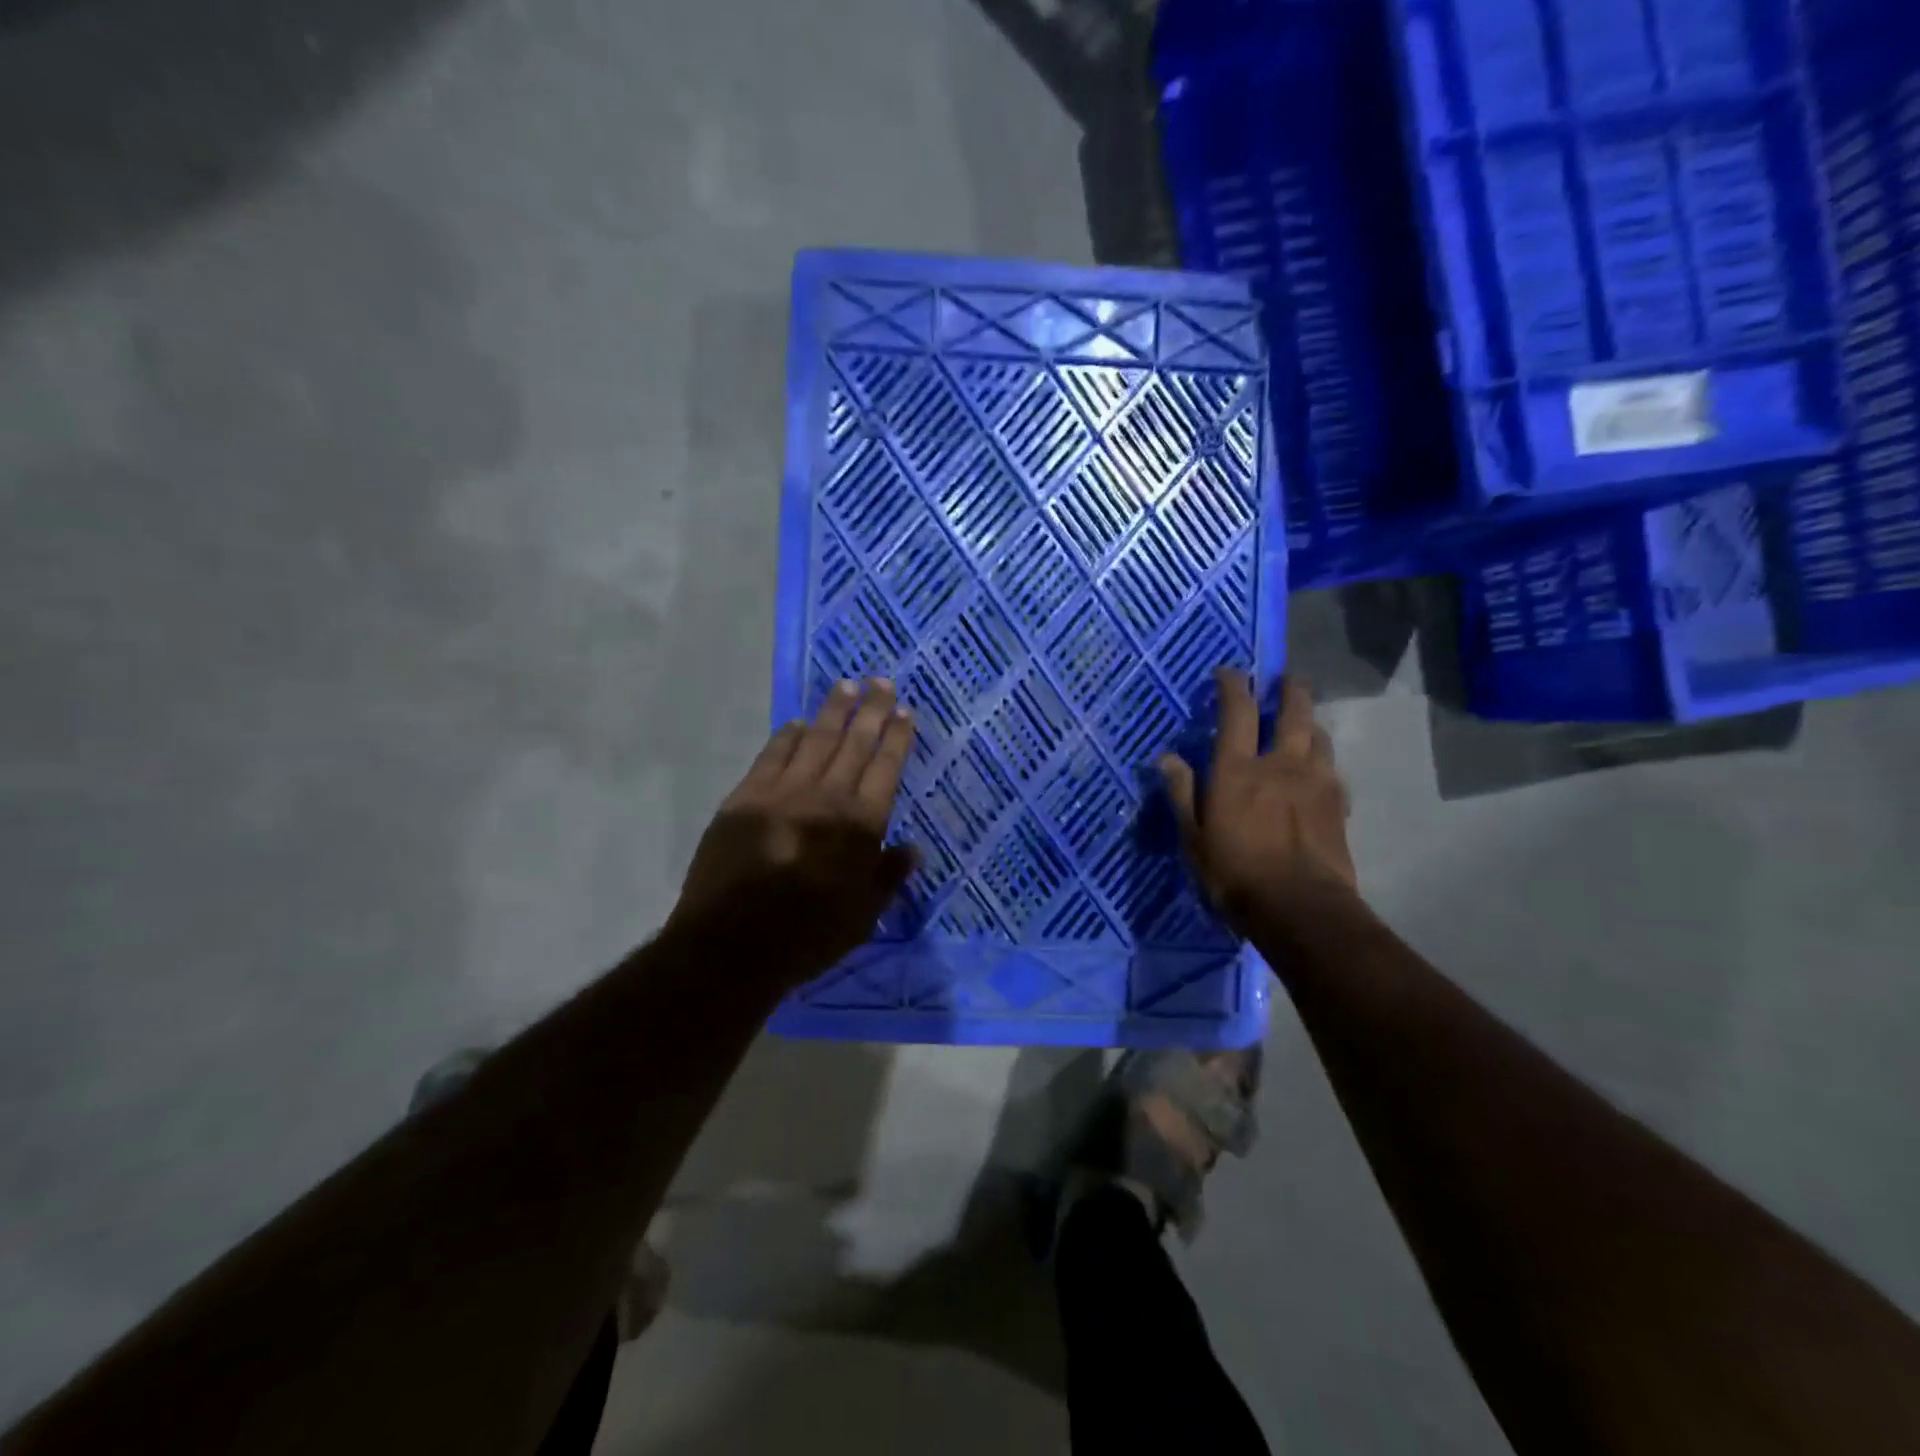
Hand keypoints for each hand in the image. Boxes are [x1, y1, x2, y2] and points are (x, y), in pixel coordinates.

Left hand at [672, 678, 916, 977]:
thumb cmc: (806, 938)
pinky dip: (788, 736)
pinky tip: (798, 723)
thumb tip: (913, 848)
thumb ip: (889, 877)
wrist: (729, 946)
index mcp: (860, 825)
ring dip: (833, 710)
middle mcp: (826, 798)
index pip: (886, 768)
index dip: (897, 737)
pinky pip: (772, 755)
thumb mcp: (862, 917)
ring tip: (846, 685)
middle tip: (881, 681)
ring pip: (815, 739)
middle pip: (854, 743)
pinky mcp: (746, 797)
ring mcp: (783, 792)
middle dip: (871, 710)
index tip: (904, 711)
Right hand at [1160, 669, 1356, 932]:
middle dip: (1290, 690)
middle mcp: (1280, 764)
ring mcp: (1316, 783)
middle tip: (1286, 679)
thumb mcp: (1193, 838)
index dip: (1233, 686)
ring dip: (1310, 722)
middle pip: (1293, 713)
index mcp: (1238, 769)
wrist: (1302, 909)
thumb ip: (1182, 793)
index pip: (1237, 712)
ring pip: (1319, 737)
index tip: (1230, 671)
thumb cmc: (1235, 874)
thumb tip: (1166, 757)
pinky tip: (1320, 769)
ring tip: (1304, 720)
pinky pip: (1333, 769)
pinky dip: (1323, 759)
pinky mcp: (1338, 805)